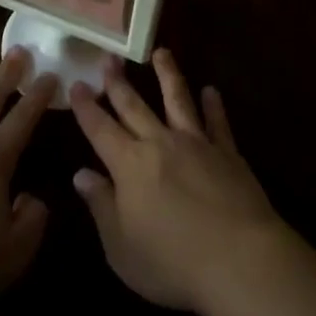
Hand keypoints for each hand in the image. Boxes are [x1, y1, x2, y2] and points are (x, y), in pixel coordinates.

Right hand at [70, 49, 285, 315]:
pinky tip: (211, 91)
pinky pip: (218, 122)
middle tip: (108, 56)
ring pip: (178, 99)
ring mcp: (196, 143)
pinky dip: (214, 105)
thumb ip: (101, 207)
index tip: (77, 83)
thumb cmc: (172, 262)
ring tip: (161, 52)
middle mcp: (160, 143)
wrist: (239, 260)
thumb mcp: (122, 247)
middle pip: (134, 105)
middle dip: (118, 82)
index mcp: (129, 165)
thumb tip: (81, 174)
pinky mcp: (227, 152)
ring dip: (168, 75)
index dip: (86, 107)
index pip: (100, 129)